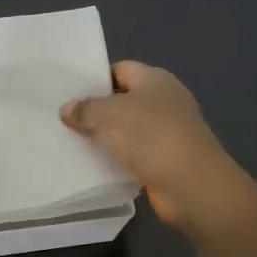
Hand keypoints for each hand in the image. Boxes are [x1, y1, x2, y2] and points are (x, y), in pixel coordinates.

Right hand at [61, 61, 249, 231]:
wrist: (193, 187)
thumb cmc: (153, 137)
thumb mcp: (112, 115)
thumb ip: (86, 109)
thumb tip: (66, 109)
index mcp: (155, 80)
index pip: (120, 69)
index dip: (95, 78)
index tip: (68, 92)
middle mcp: (163, 101)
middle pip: (122, 99)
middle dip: (96, 108)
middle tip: (63, 117)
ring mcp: (166, 131)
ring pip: (126, 128)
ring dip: (104, 135)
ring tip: (70, 140)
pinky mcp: (164, 159)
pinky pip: (133, 152)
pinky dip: (116, 157)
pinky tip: (92, 163)